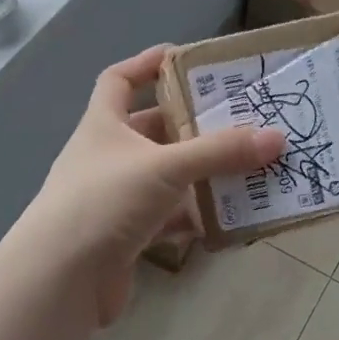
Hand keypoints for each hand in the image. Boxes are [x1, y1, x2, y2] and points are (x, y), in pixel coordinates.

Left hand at [22, 45, 284, 326]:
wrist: (61, 279)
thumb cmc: (105, 201)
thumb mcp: (165, 167)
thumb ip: (220, 152)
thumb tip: (276, 138)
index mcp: (104, 125)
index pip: (120, 79)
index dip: (148, 64)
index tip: (187, 60)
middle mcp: (108, 157)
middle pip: (154, 130)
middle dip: (194, 125)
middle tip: (240, 119)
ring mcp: (117, 198)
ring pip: (167, 176)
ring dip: (202, 173)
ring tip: (248, 167)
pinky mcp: (127, 236)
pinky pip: (170, 217)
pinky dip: (196, 216)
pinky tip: (229, 217)